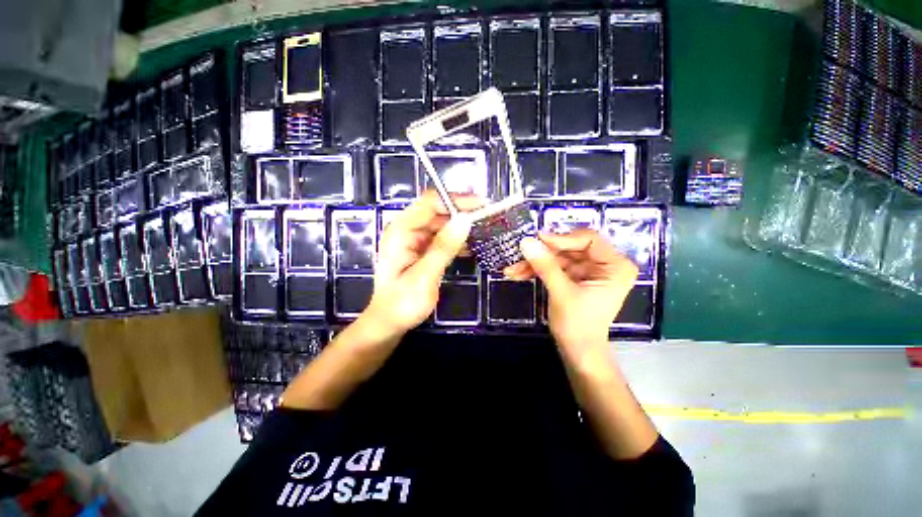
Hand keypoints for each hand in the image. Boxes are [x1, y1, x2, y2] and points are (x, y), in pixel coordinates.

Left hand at [363, 191, 477, 337]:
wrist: (389, 323)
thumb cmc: (402, 303)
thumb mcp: (424, 276)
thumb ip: (443, 247)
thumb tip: (465, 220)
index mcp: (401, 231)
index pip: (429, 203)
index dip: (455, 200)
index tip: (480, 205)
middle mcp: (406, 230)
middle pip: (436, 211)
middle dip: (461, 212)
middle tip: (487, 218)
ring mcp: (413, 240)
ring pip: (441, 224)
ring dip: (460, 226)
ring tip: (483, 229)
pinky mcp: (420, 251)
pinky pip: (440, 238)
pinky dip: (455, 239)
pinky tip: (471, 245)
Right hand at [516, 230, 637, 362]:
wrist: (577, 351)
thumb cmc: (578, 325)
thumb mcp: (562, 293)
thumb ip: (545, 266)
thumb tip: (527, 242)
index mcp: (615, 266)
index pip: (589, 240)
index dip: (562, 238)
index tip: (538, 240)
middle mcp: (604, 264)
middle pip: (569, 248)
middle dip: (542, 254)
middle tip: (520, 255)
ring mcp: (588, 270)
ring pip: (557, 257)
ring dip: (535, 263)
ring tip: (512, 270)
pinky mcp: (575, 277)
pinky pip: (554, 267)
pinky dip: (537, 270)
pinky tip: (518, 274)